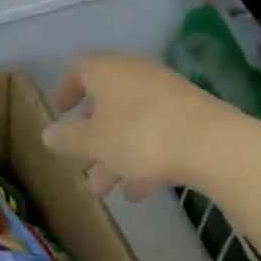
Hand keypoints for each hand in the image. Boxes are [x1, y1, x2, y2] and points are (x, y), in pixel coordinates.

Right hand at [43, 53, 227, 198]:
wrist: (212, 144)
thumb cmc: (139, 135)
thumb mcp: (94, 142)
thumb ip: (69, 138)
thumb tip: (48, 134)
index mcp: (107, 70)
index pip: (78, 69)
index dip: (65, 90)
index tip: (59, 112)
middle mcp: (135, 74)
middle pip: (106, 101)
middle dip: (91, 136)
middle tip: (80, 162)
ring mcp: (166, 94)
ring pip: (131, 122)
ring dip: (115, 154)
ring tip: (106, 190)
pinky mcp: (190, 116)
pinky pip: (157, 133)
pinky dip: (144, 158)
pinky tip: (140, 191)